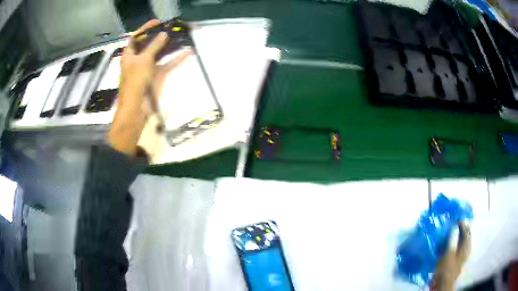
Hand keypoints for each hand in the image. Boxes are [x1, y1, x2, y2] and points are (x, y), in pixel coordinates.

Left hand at [109, 20, 168, 155]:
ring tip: (178, 37)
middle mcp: (136, 61)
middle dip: (157, 36)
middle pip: (147, 45)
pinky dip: (173, 60)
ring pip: (157, 54)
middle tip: (170, 29)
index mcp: (129, 56)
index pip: (135, 38)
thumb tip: (163, 34)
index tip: (157, 22)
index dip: (144, 29)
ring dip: (167, 47)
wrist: (135, 109)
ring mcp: (145, 69)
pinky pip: (164, 66)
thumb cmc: (135, 82)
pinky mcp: (154, 78)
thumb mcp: (143, 61)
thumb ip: (154, 46)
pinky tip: (185, 53)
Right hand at [432, 222, 470, 290]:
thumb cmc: (446, 268)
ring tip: (451, 233)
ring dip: (457, 237)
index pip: (467, 231)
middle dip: (460, 230)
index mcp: (467, 246)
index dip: (462, 224)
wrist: (443, 283)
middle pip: (465, 236)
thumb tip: (454, 226)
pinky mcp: (458, 260)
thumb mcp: (448, 253)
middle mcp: (467, 249)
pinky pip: (458, 248)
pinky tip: (450, 244)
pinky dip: (455, 243)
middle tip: (453, 225)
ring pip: (461, 242)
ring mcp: (463, 255)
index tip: (456, 219)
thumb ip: (452, 239)